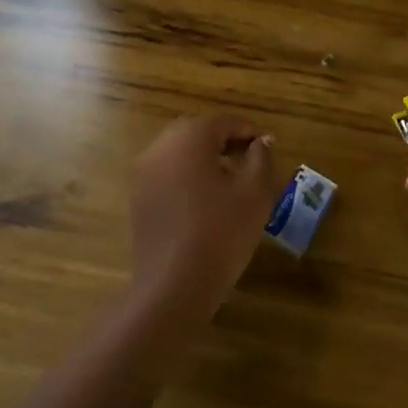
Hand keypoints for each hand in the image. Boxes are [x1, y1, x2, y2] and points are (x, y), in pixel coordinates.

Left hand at [130, 115, 285, 320]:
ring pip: (180, 153)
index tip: (268, 147)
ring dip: (206, 158)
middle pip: (197, 132)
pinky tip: (207, 201)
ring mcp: (144, 173)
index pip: (223, 122)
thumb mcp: (255, 193)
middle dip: (225, 141)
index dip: (249, 131)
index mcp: (189, 138)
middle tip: (251, 159)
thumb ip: (261, 159)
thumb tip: (262, 142)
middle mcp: (160, 147)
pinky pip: (167, 174)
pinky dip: (188, 176)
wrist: (174, 284)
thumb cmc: (222, 232)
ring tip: (232, 181)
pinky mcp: (138, 198)